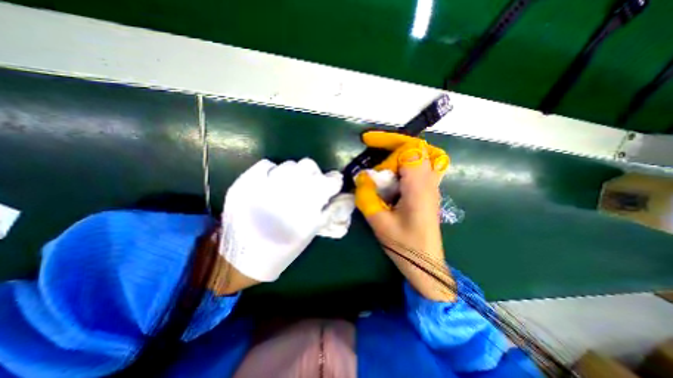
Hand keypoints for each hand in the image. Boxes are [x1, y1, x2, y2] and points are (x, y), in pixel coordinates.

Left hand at [218, 158, 342, 284]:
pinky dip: (273, 170)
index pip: (330, 181)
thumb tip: (345, 197)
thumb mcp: (310, 233)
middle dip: (314, 173)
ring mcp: (264, 185)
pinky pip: (266, 164)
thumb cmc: (282, 249)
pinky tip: (272, 182)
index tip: (332, 184)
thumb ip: (329, 212)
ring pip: (290, 164)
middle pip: (309, 165)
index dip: (333, 181)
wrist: (241, 257)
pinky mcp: (245, 183)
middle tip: (309, 185)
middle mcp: (288, 191)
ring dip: (294, 173)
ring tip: (289, 186)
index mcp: (306, 206)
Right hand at [353, 132, 456, 301]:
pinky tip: (391, 179)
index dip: (388, 141)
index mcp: (419, 187)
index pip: (409, 149)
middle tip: (374, 159)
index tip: (367, 142)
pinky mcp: (428, 192)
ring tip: (381, 169)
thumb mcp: (380, 222)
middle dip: (392, 147)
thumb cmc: (405, 246)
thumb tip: (361, 178)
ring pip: (420, 156)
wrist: (426, 264)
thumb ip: (367, 197)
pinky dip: (404, 165)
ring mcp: (432, 186)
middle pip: (416, 148)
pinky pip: (420, 168)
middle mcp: (429, 182)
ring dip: (399, 156)